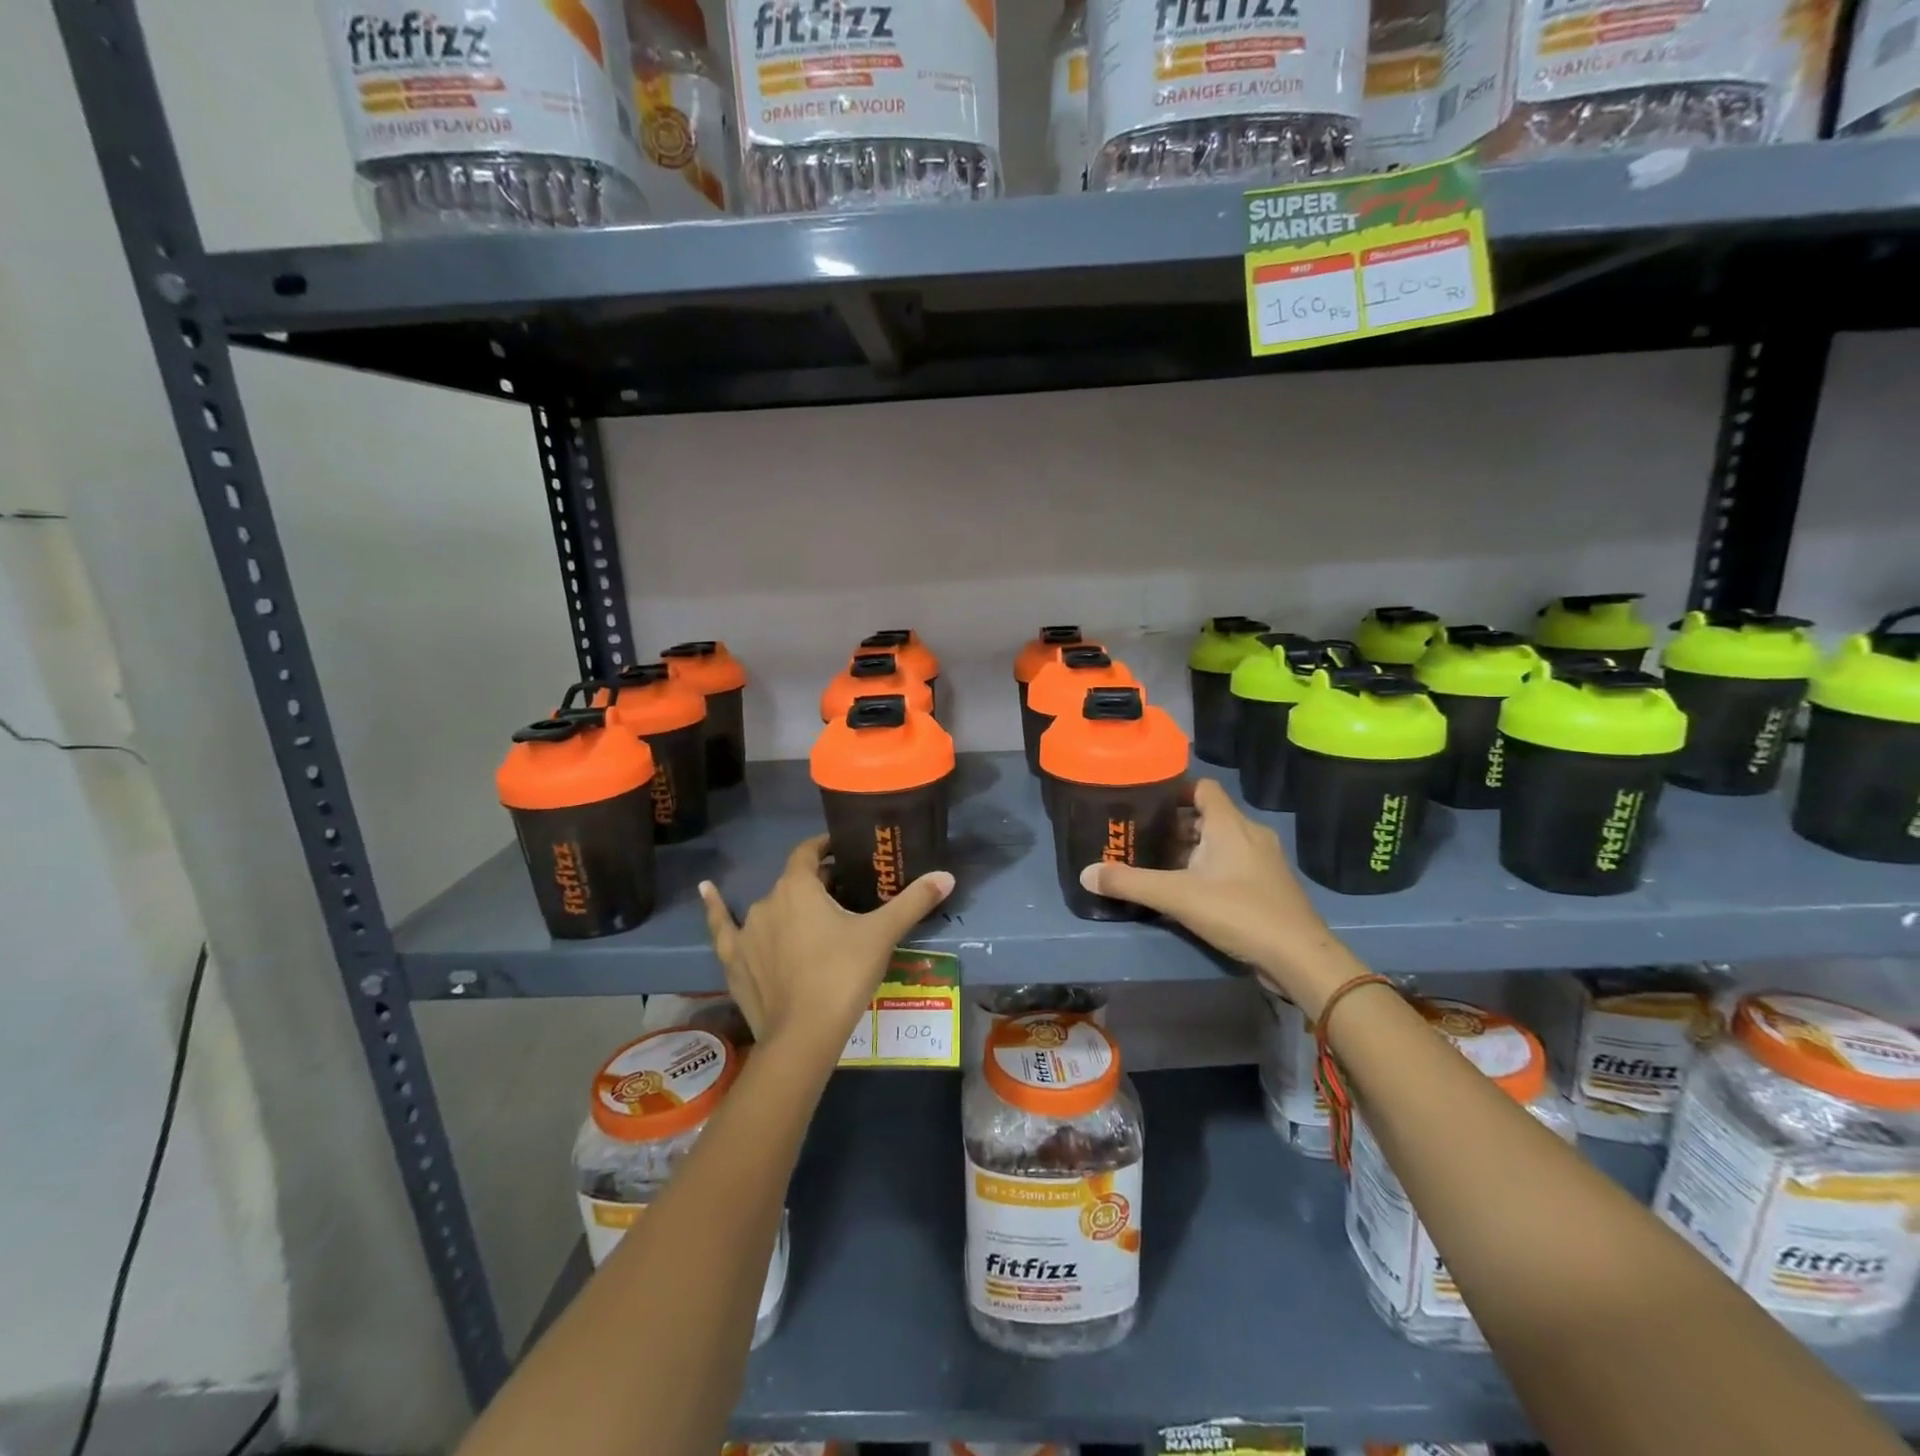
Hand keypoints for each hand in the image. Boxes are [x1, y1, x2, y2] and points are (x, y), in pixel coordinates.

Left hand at [699, 836, 954, 1054]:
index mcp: (799, 887)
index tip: (841, 851)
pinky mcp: (733, 960)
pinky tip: (705, 891)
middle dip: (816, 883)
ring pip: (770, 907)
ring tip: (812, 919)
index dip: (825, 847)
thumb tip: (947, 875)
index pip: (809, 852)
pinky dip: (715, 908)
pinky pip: (722, 927)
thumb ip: (913, 901)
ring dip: (789, 906)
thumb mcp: (882, 935)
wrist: (803, 1036)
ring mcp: (746, 931)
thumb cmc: (843, 975)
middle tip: (843, 896)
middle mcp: (768, 900)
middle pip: (794, 882)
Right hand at [1078, 779, 1359, 1012]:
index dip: (1175, 791)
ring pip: (1221, 842)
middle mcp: (1249, 833)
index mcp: (1230, 824)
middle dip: (1176, 826)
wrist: (1298, 957)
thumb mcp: (1177, 896)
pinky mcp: (1269, 885)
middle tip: (1143, 839)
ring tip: (1160, 865)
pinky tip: (1191, 891)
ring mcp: (1264, 860)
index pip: (1202, 787)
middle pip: (1208, 816)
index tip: (1146, 804)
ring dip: (1193, 850)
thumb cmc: (1239, 912)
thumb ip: (1130, 883)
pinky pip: (1233, 864)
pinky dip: (1211, 869)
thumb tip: (1085, 874)